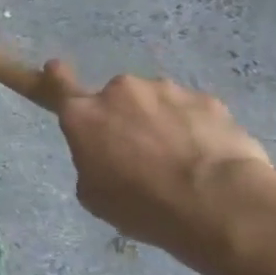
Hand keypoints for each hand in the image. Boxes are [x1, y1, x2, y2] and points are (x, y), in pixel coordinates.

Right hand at [43, 63, 275, 265]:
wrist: (219, 205)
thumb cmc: (142, 206)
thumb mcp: (94, 194)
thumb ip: (91, 162)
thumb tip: (106, 155)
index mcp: (83, 115)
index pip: (58, 83)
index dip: (55, 76)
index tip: (55, 68)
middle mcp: (119, 92)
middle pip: (117, 100)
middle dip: (126, 118)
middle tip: (142, 154)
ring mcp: (165, 91)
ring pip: (157, 103)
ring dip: (162, 122)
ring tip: (183, 161)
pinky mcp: (207, 100)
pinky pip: (193, 112)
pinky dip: (197, 129)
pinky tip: (209, 158)